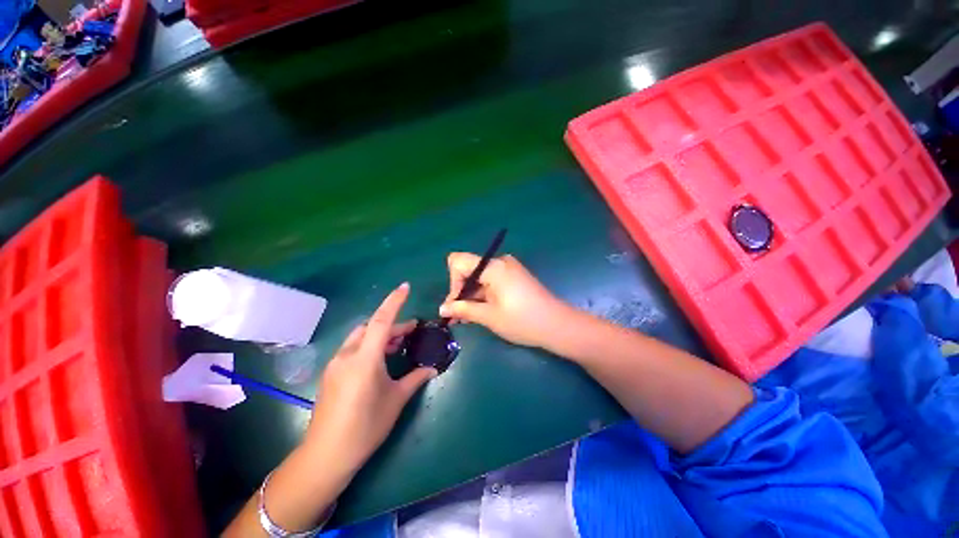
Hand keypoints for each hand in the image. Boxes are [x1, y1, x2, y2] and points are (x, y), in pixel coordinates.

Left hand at [305, 283, 436, 472]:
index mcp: (365, 359)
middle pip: (370, 327)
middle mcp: (347, 355)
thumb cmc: (366, 426)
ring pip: (361, 337)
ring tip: (397, 344)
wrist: (326, 456)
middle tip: (411, 330)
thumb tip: (432, 368)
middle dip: (392, 324)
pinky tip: (379, 360)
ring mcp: (336, 364)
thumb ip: (415, 379)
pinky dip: (369, 346)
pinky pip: (353, 349)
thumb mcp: (396, 400)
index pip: (381, 321)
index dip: (394, 301)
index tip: (405, 286)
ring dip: (380, 335)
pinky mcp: (331, 373)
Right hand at [439, 253, 572, 348]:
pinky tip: (482, 312)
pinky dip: (484, 294)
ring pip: (480, 277)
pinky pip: (491, 281)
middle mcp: (500, 262)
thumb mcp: (489, 316)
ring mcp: (509, 269)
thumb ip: (463, 309)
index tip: (457, 304)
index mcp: (493, 267)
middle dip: (461, 292)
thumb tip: (442, 308)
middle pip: (469, 269)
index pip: (458, 261)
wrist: (558, 325)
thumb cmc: (522, 320)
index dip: (453, 282)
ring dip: (472, 296)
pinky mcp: (515, 277)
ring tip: (468, 318)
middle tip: (458, 317)